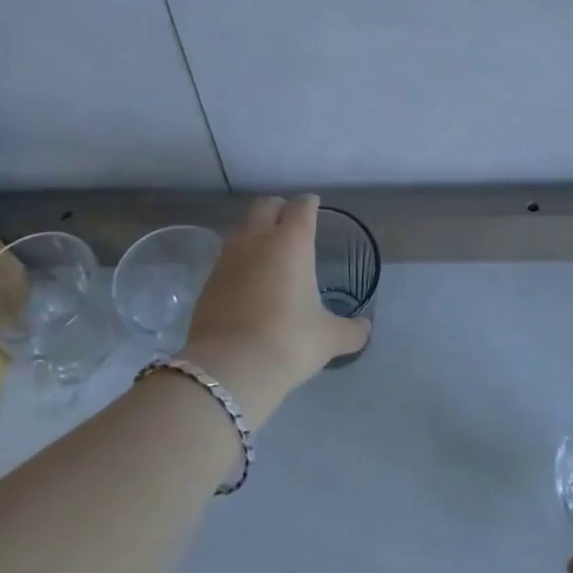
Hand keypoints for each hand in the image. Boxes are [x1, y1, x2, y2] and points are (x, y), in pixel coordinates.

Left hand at [182, 196, 369, 406]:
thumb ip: (350, 330)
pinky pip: (227, 259)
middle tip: (291, 223)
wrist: (229, 367)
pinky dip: (240, 262)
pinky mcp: (208, 281)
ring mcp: (227, 258)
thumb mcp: (328, 338)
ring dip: (256, 234)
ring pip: (242, 230)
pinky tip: (248, 284)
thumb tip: (365, 328)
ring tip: (269, 254)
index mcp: (292, 242)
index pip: (301, 207)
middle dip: (279, 209)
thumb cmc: (288, 341)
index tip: (314, 207)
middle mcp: (257, 240)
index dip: (310, 204)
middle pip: (265, 206)